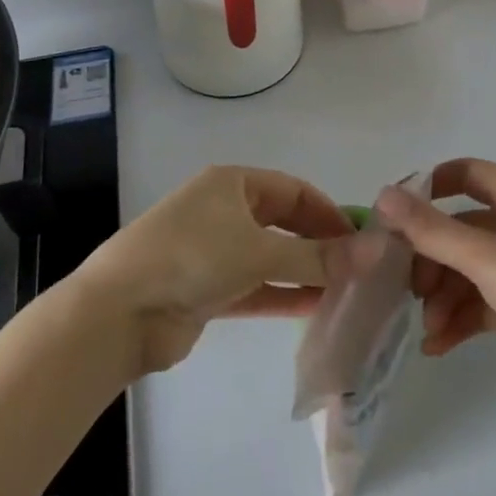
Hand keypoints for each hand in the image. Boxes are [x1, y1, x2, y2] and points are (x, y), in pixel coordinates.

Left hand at [78, 165, 353, 375]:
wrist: (121, 311)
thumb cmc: (192, 257)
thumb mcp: (259, 251)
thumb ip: (317, 256)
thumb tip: (375, 252)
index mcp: (233, 184)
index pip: (294, 191)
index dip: (329, 212)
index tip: (361, 239)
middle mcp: (224, 211)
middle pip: (283, 223)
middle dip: (319, 244)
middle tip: (358, 269)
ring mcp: (213, 251)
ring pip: (271, 257)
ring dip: (304, 272)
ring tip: (345, 292)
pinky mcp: (207, 289)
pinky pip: (255, 287)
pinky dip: (282, 294)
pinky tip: (315, 307)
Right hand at [375, 158, 495, 411]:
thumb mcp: (486, 256)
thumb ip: (431, 228)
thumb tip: (383, 194)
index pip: (466, 173)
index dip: (430, 187)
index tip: (396, 217)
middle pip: (461, 227)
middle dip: (430, 256)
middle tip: (405, 288)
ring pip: (470, 269)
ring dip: (443, 295)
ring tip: (426, 329)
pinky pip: (485, 303)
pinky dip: (461, 319)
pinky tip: (438, 347)